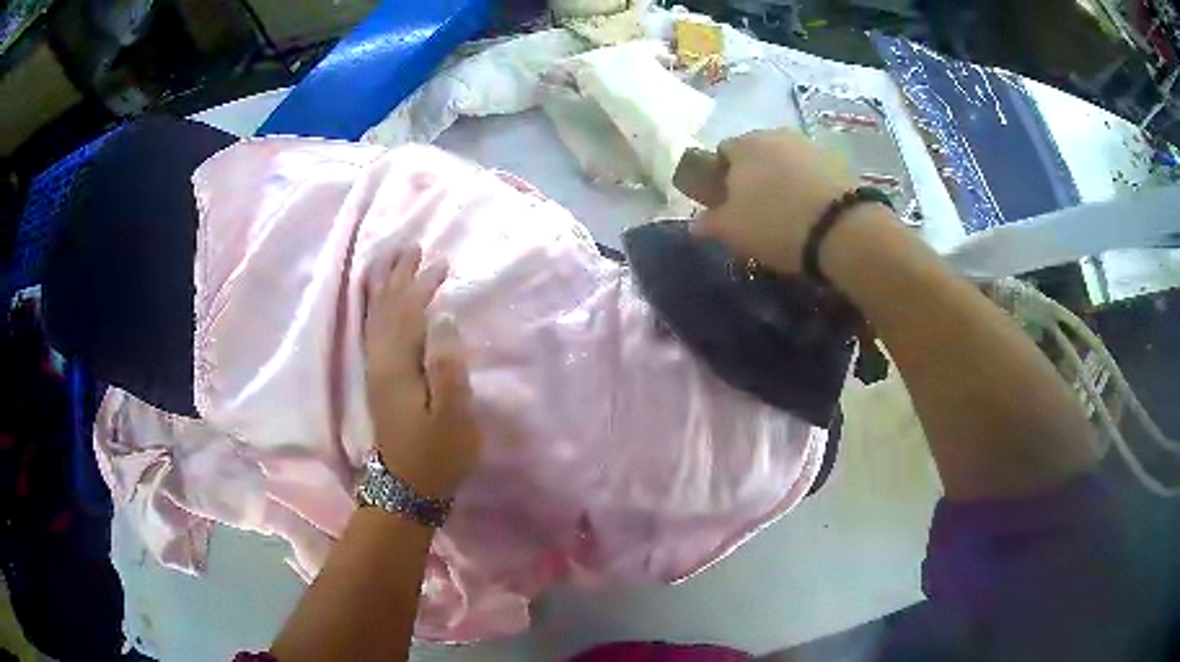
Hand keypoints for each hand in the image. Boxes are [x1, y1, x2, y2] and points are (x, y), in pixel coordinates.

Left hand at [363, 246, 480, 499]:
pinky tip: (380, 304)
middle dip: (398, 276)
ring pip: (375, 318)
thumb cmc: (437, 454)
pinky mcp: (379, 381)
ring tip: (392, 261)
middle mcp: (380, 361)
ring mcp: (376, 371)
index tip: (441, 263)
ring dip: (384, 287)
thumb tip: (442, 316)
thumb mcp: (452, 415)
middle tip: (411, 247)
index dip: (421, 286)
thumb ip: (446, 365)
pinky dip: (376, 310)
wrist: (408, 488)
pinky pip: (373, 332)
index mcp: (397, 366)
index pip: (407, 313)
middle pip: (385, 308)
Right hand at [692, 129, 856, 273]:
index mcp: (743, 144)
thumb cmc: (775, 223)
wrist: (842, 229)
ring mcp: (810, 145)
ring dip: (783, 181)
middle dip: (753, 177)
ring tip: (788, 215)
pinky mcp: (839, 162)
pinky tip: (812, 214)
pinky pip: (813, 173)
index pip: (722, 152)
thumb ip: (709, 223)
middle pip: (757, 154)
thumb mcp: (731, 231)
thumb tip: (696, 224)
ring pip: (786, 162)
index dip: (720, 178)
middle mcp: (775, 135)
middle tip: (757, 212)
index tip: (726, 205)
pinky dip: (808, 188)